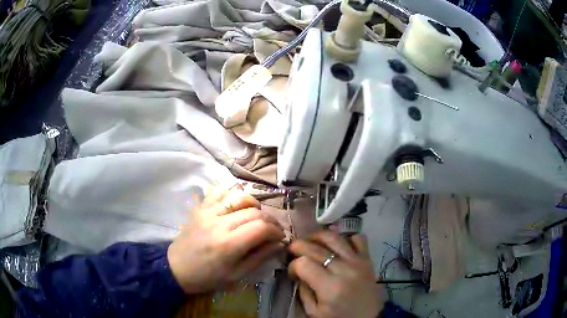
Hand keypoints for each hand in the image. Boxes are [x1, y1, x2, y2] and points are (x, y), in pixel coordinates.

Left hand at [167, 188, 284, 293]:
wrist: (176, 268)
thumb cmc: (207, 277)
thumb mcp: (236, 275)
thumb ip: (259, 257)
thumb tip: (278, 244)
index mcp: (228, 245)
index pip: (261, 228)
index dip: (276, 230)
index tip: (280, 237)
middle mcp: (218, 224)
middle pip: (254, 212)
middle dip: (270, 220)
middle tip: (273, 230)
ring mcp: (207, 213)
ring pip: (239, 197)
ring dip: (254, 205)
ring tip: (257, 216)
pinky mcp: (200, 208)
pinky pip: (219, 192)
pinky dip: (232, 193)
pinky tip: (237, 204)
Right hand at [288, 231, 383, 317]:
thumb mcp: (314, 312)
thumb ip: (304, 291)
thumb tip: (299, 272)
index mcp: (330, 287)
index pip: (304, 264)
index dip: (293, 265)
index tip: (293, 272)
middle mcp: (344, 270)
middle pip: (316, 248)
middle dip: (299, 245)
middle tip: (293, 249)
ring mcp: (358, 262)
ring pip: (335, 238)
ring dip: (318, 235)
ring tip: (310, 240)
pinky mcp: (368, 259)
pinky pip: (358, 239)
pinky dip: (346, 238)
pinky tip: (337, 246)